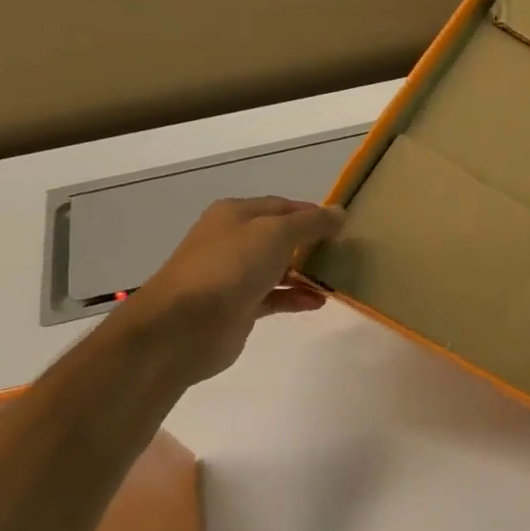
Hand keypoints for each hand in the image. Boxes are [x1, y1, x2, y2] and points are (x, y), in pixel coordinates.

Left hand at [118, 196, 343, 386]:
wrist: (185, 324)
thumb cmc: (230, 267)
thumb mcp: (276, 234)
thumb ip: (311, 223)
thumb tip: (340, 212)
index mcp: (236, 214)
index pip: (283, 206)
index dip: (313, 214)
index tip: (343, 226)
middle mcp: (233, 240)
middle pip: (280, 237)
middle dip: (311, 244)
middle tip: (344, 253)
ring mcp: (234, 275)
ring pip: (278, 268)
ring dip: (307, 273)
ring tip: (336, 279)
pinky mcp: (239, 306)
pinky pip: (275, 297)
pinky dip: (296, 297)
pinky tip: (318, 302)